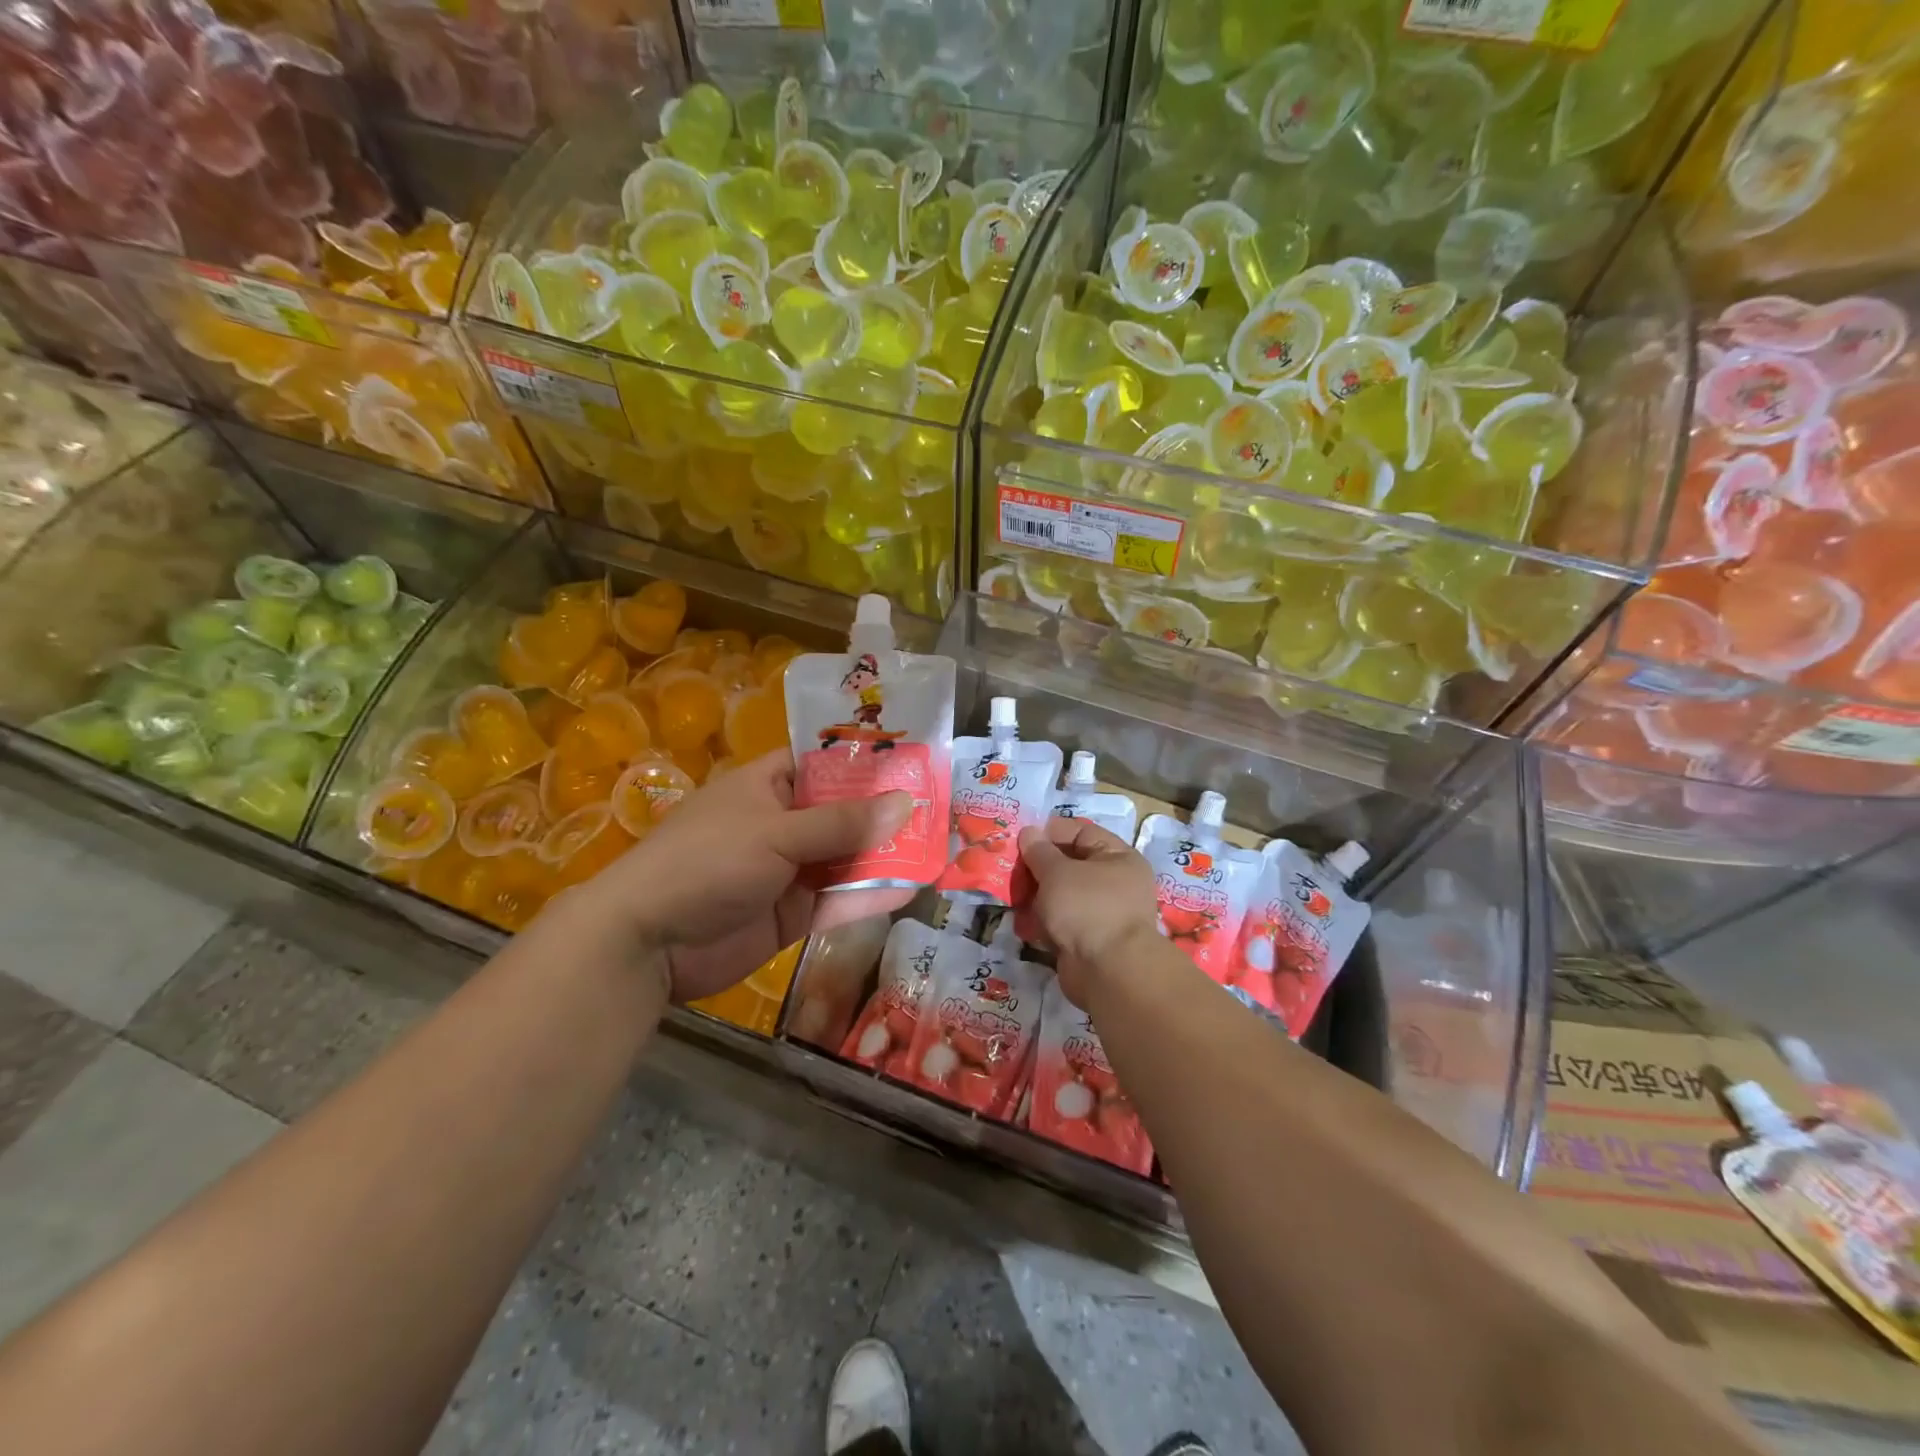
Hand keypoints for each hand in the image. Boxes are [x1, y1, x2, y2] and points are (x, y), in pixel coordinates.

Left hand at [572, 748, 912, 1000]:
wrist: (648, 943)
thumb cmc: (707, 862)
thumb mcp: (777, 833)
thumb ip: (843, 823)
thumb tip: (906, 803)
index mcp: (766, 786)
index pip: (823, 764)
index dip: (866, 764)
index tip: (915, 764)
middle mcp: (780, 823)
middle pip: (841, 813)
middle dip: (885, 814)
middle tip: (941, 810)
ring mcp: (786, 870)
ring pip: (844, 858)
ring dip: (883, 856)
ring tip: (938, 849)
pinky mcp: (790, 913)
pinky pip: (836, 899)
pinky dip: (868, 895)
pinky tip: (909, 889)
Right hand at [1011, 817, 1164, 1008]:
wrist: (1108, 972)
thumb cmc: (1087, 908)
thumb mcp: (1057, 872)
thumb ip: (1039, 851)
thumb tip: (1029, 832)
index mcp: (1117, 857)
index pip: (1081, 832)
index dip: (1050, 833)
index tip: (1021, 839)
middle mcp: (1115, 883)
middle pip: (1069, 865)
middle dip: (1038, 868)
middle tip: (1011, 871)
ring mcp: (1102, 914)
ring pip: (1062, 895)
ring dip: (1037, 897)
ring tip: (1014, 898)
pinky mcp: (1088, 940)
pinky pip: (1061, 922)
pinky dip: (1043, 922)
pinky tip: (1024, 925)